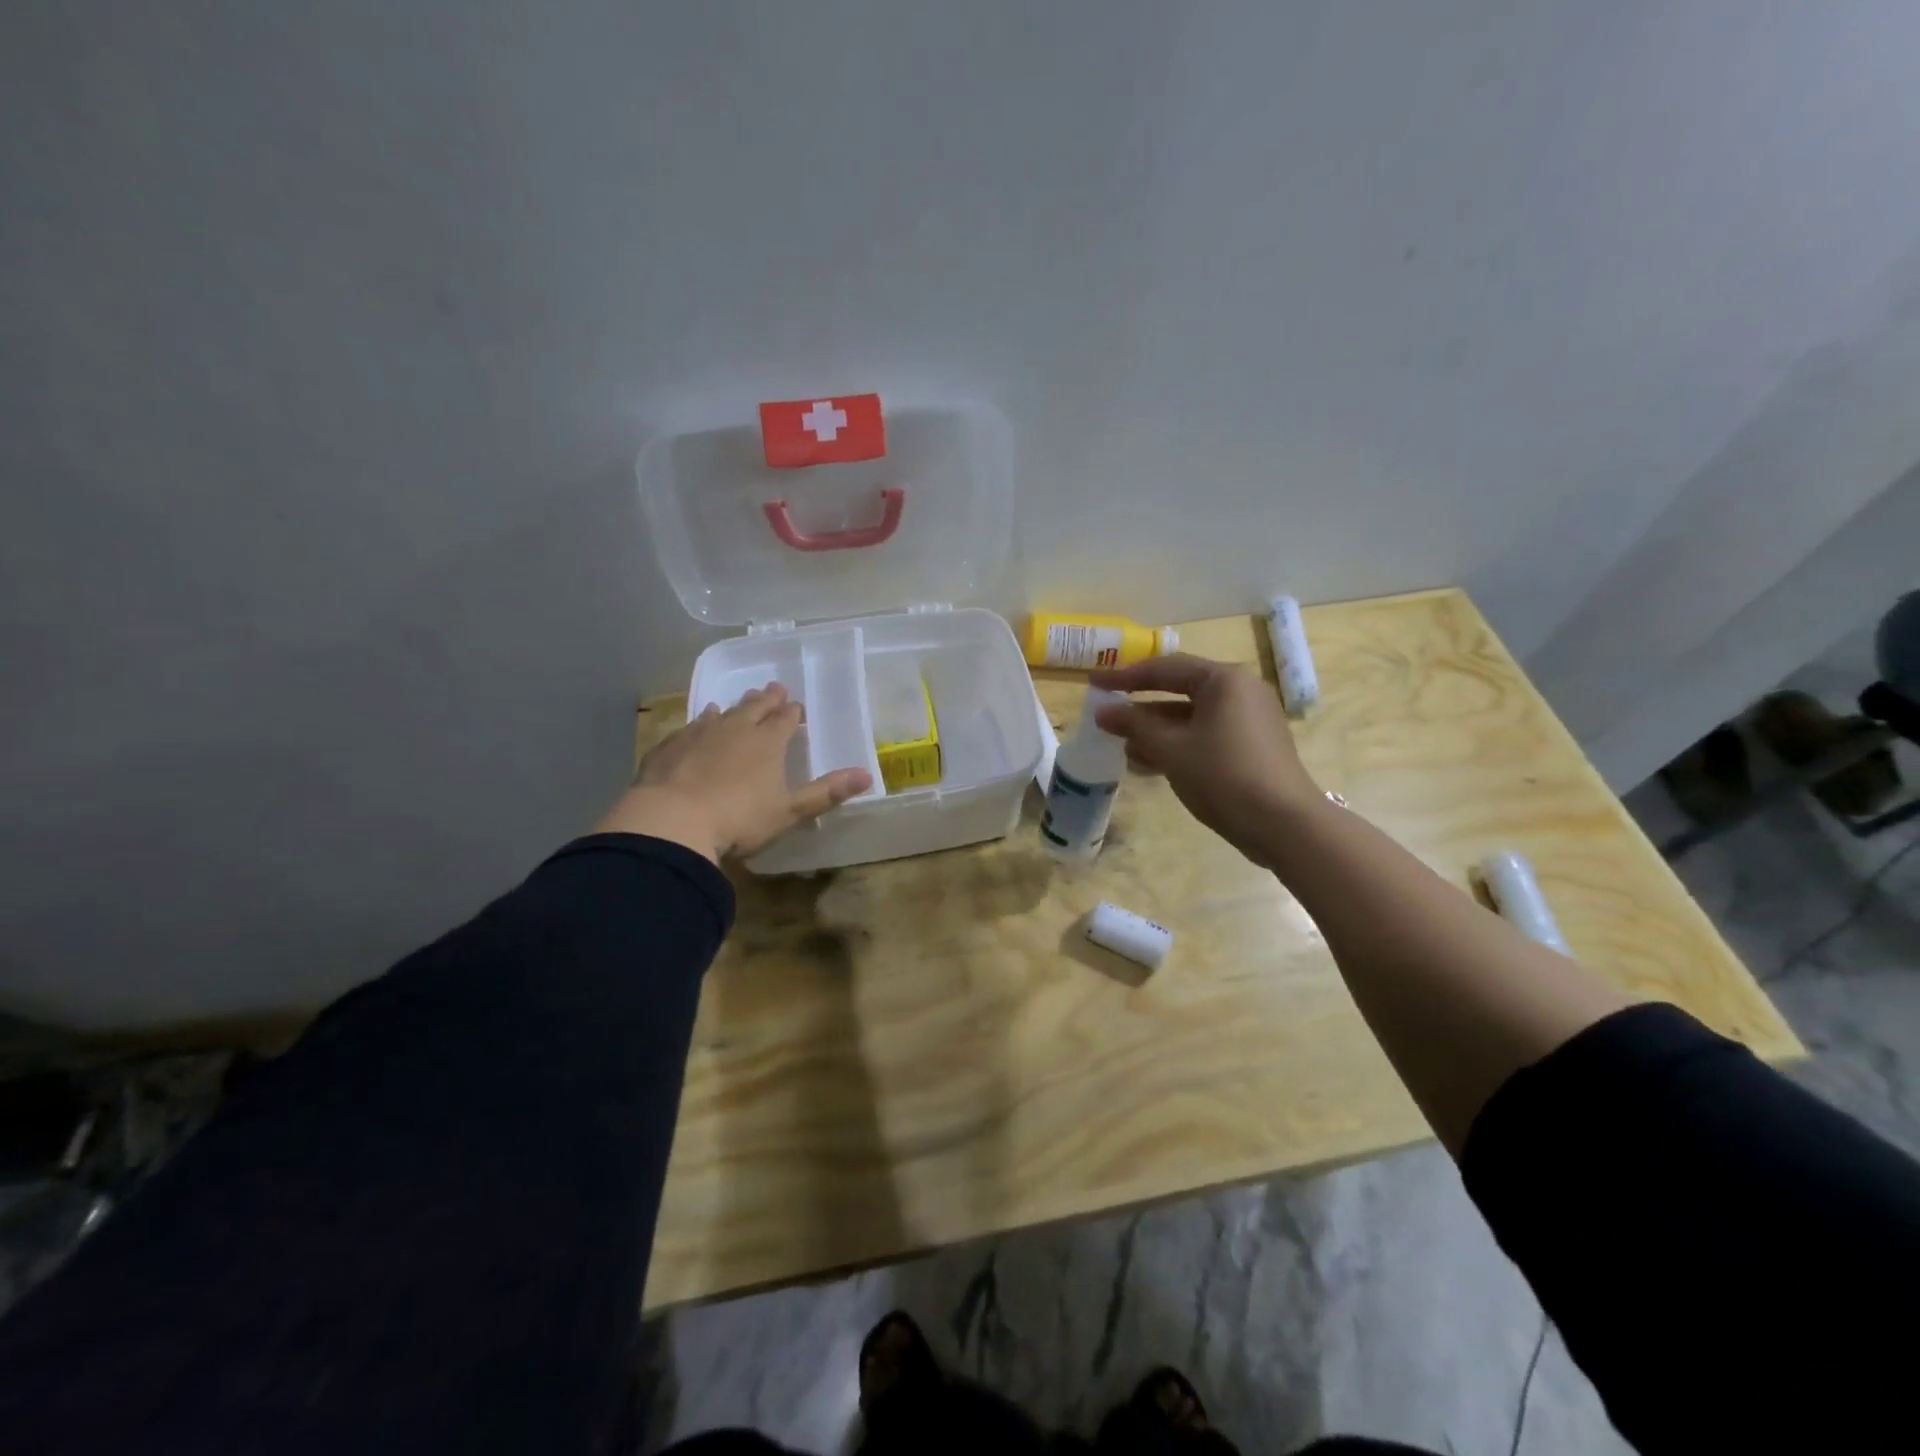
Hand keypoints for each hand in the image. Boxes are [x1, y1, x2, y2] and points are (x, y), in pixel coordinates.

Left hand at [596, 683, 871, 862]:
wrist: (671, 822)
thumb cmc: (738, 819)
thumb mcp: (789, 811)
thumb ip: (826, 792)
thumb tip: (868, 775)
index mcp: (767, 743)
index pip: (784, 720)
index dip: (792, 713)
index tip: (796, 706)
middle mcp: (735, 730)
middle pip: (754, 709)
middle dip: (766, 700)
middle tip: (773, 688)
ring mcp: (699, 735)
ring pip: (721, 714)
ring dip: (733, 707)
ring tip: (736, 702)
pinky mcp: (670, 747)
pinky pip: (690, 728)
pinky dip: (700, 722)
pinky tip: (699, 721)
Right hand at [1091, 653, 1321, 863]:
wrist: (1283, 825)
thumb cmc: (1223, 775)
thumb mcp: (1171, 749)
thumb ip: (1135, 726)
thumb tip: (1103, 712)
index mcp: (1224, 681)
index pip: (1165, 668)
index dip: (1125, 676)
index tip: (1094, 683)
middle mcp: (1240, 692)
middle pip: (1179, 690)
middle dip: (1141, 707)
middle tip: (1106, 714)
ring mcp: (1248, 720)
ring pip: (1190, 717)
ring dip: (1155, 730)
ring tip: (1121, 746)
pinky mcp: (1251, 747)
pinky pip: (1204, 735)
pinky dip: (1177, 744)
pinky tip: (1148, 763)